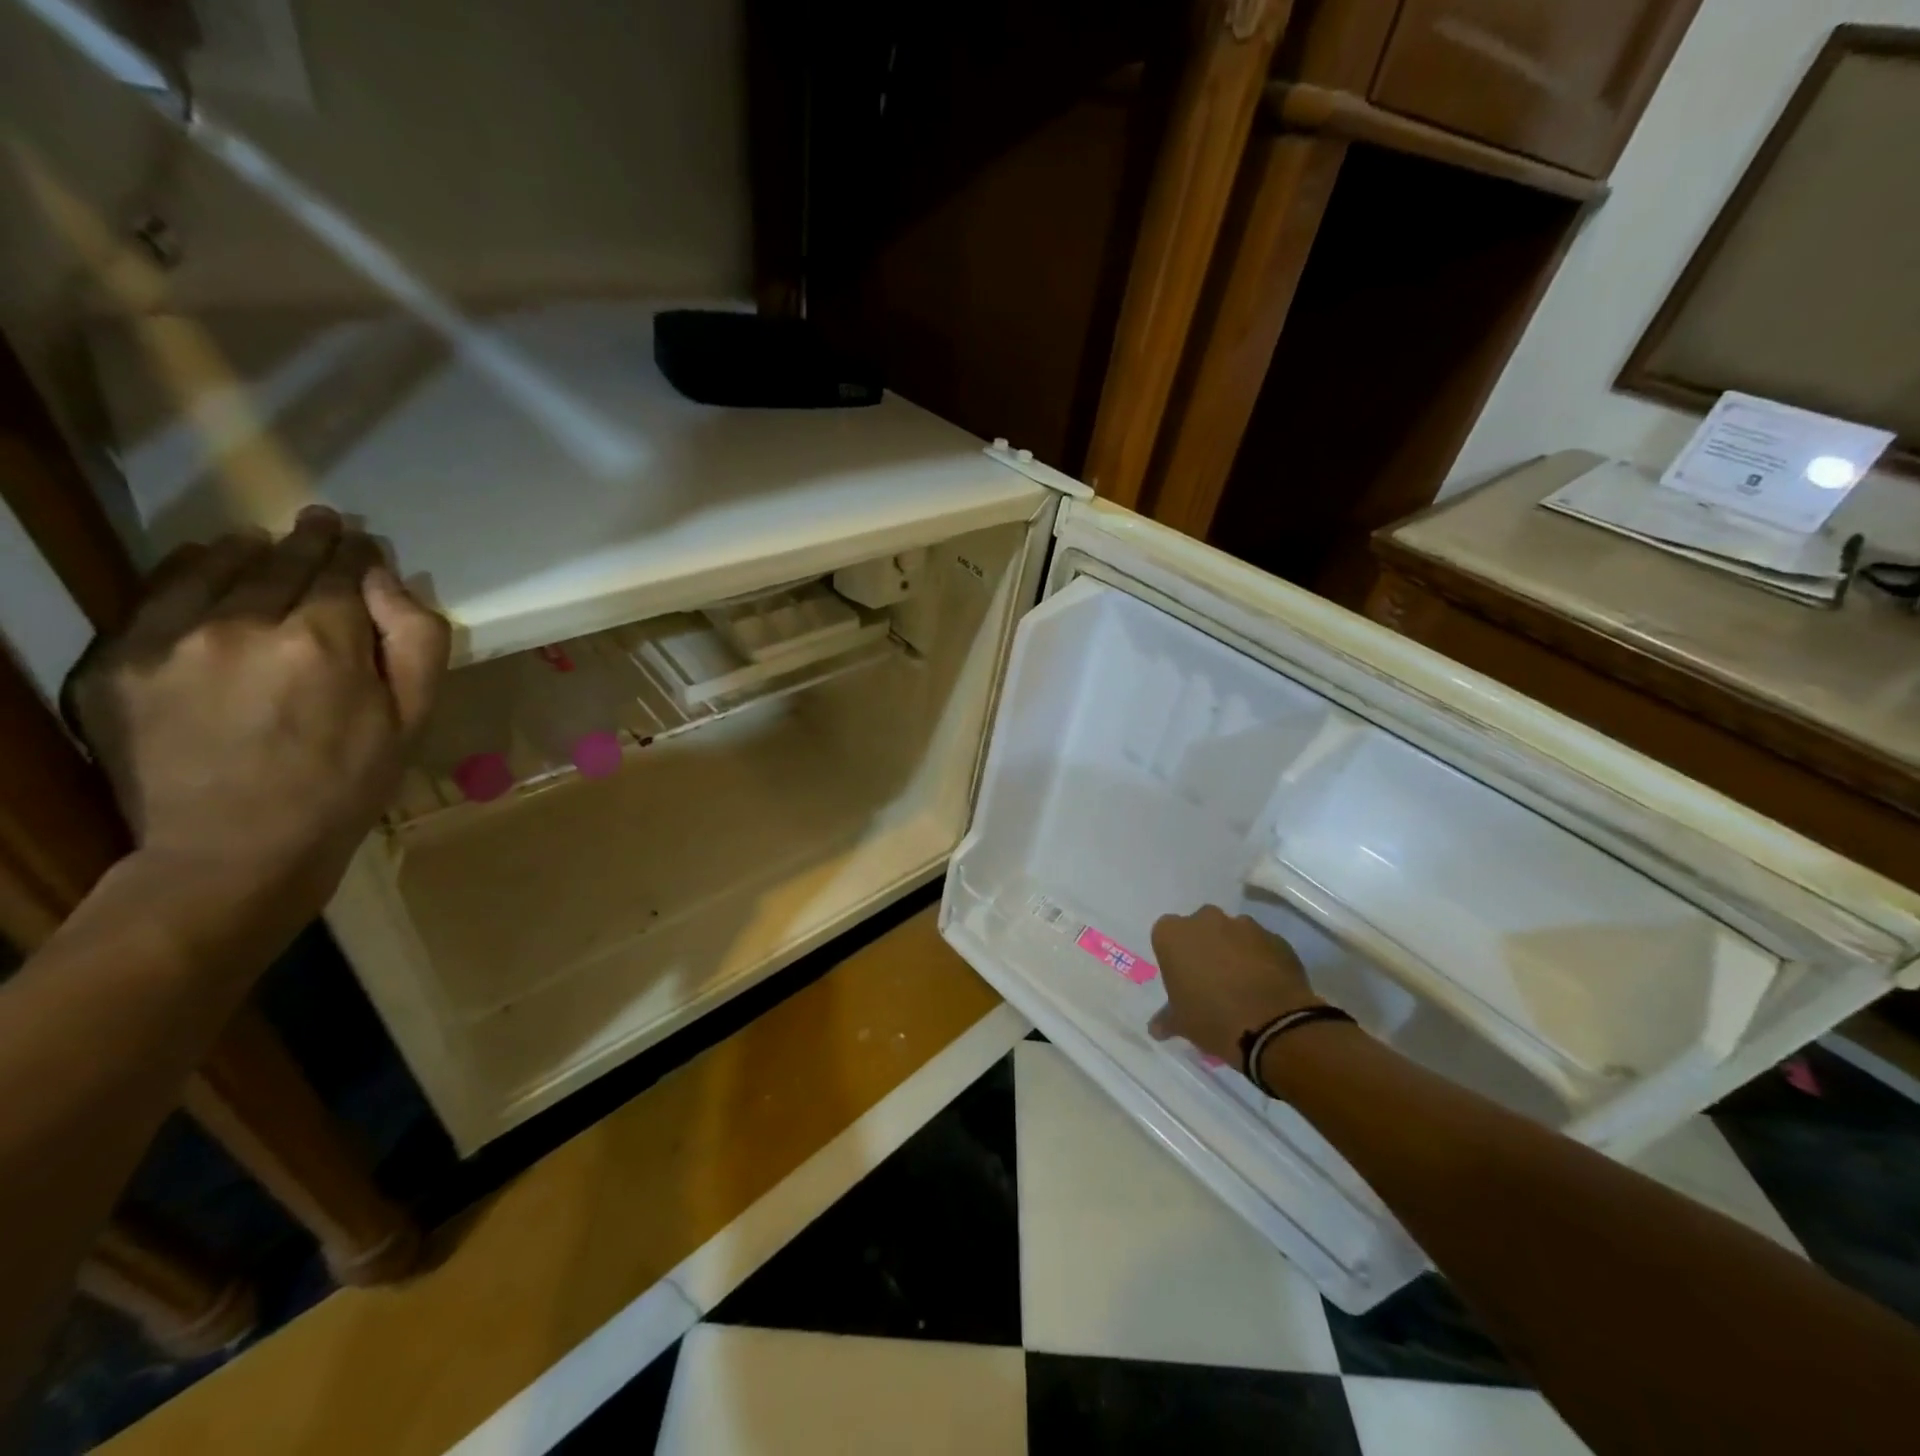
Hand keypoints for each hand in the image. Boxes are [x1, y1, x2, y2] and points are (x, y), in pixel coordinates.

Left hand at [65, 507, 449, 937]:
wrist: (235, 850)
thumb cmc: (346, 785)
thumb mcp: (413, 720)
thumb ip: (416, 642)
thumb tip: (389, 581)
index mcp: (325, 642)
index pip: (343, 572)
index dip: (357, 554)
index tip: (363, 542)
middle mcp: (242, 625)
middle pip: (282, 562)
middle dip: (311, 541)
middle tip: (325, 522)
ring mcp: (170, 640)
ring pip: (217, 567)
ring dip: (251, 550)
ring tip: (267, 542)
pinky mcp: (118, 661)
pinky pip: (157, 592)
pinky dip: (189, 570)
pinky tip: (210, 565)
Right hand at [1148, 906, 1322, 1063]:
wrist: (1275, 1026)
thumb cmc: (1213, 1019)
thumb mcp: (1181, 1024)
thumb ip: (1167, 1018)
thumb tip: (1156, 1028)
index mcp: (1173, 934)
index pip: (1166, 935)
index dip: (1175, 955)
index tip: (1182, 977)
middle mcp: (1206, 920)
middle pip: (1200, 927)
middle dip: (1204, 946)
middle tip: (1210, 979)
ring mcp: (1244, 926)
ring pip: (1233, 933)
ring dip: (1234, 951)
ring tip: (1243, 984)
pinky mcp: (1276, 938)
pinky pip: (1262, 945)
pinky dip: (1261, 959)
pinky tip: (1266, 986)